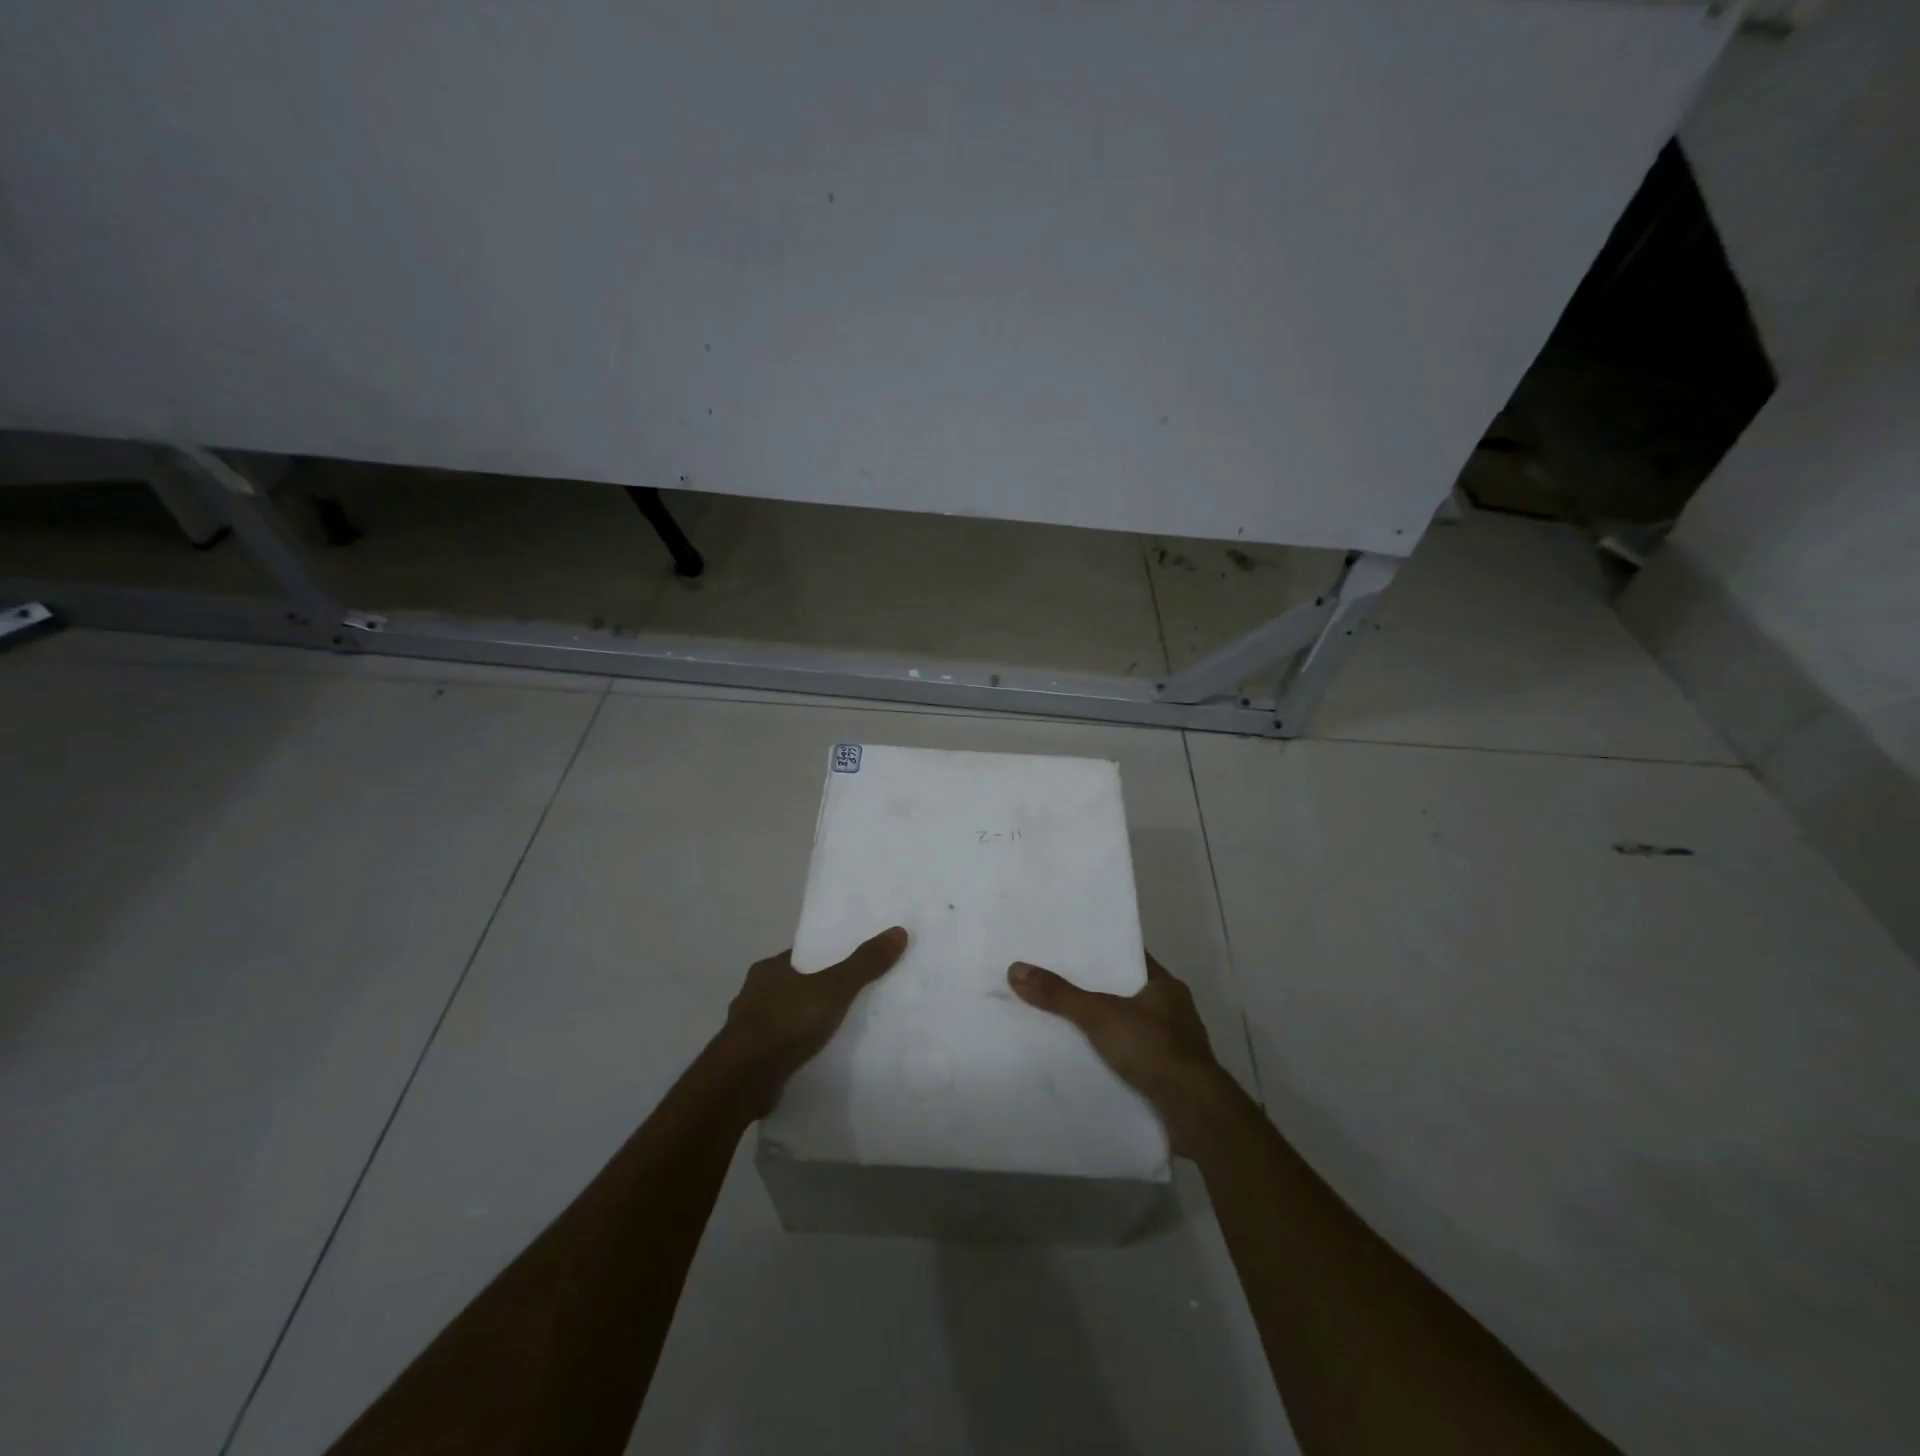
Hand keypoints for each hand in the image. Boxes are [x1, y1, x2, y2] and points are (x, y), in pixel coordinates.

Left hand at [715, 926, 909, 1116]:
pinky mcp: (750, 1061)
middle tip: (852, 996)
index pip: (803, 956)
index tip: (851, 963)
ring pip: (786, 1018)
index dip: (826, 957)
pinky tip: (817, 1057)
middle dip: (818, 991)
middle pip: (795, 986)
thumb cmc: (785, 1023)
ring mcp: (749, 1030)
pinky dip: (797, 1050)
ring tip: (839, 1030)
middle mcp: (754, 994)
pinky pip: (781, 1048)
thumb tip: (898, 932)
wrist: (742, 1080)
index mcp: (769, 970)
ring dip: (806, 1023)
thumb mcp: (833, 988)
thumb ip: (864, 964)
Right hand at [1008, 952, 1237, 1154]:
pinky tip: (1084, 1061)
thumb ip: (1060, 995)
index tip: (1070, 947)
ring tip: (1062, 1022)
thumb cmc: (1153, 1049)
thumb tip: (1016, 969)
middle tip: (1055, 982)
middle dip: (1095, 991)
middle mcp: (1173, 1011)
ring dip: (1103, 1028)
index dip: (1102, 950)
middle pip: (1126, 992)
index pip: (1130, 957)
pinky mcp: (1168, 1078)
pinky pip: (1132, 1059)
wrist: (1194, 1114)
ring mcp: (1174, 1047)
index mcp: (1165, 986)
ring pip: (1129, 1027)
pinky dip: (1111, 1059)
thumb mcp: (1100, 1015)